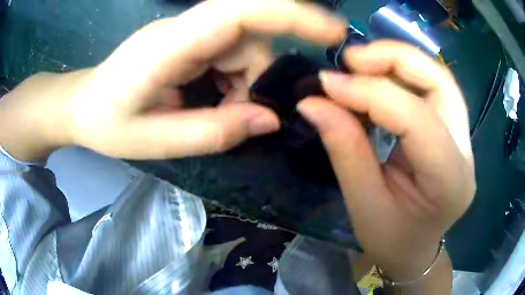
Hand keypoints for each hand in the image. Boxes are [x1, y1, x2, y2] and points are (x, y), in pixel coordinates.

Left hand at [0, 0, 344, 160]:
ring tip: (214, 115)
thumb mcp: (155, 141)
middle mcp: (185, 27)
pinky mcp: (190, 40)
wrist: (83, 106)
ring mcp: (188, 32)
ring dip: (243, 85)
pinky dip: (232, 82)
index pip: (241, 12)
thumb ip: (213, 132)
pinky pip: (230, 54)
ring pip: (244, 48)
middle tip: (236, 117)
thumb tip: (270, 119)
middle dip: (257, 78)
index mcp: (171, 44)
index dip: (292, 14)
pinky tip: (210, 102)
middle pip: (251, 36)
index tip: (333, 32)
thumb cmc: (107, 123)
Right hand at [297, 41, 475, 281]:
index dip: (369, 92)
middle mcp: (465, 152)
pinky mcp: (455, 131)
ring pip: (438, 77)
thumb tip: (312, 102)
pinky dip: (403, 75)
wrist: (415, 250)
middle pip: (440, 81)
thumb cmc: (390, 240)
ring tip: (360, 64)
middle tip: (351, 59)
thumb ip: (344, 148)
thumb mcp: (363, 205)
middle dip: (394, 58)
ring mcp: (464, 138)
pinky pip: (432, 89)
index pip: (415, 118)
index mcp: (448, 181)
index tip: (326, 83)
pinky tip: (377, 79)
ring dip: (398, 61)